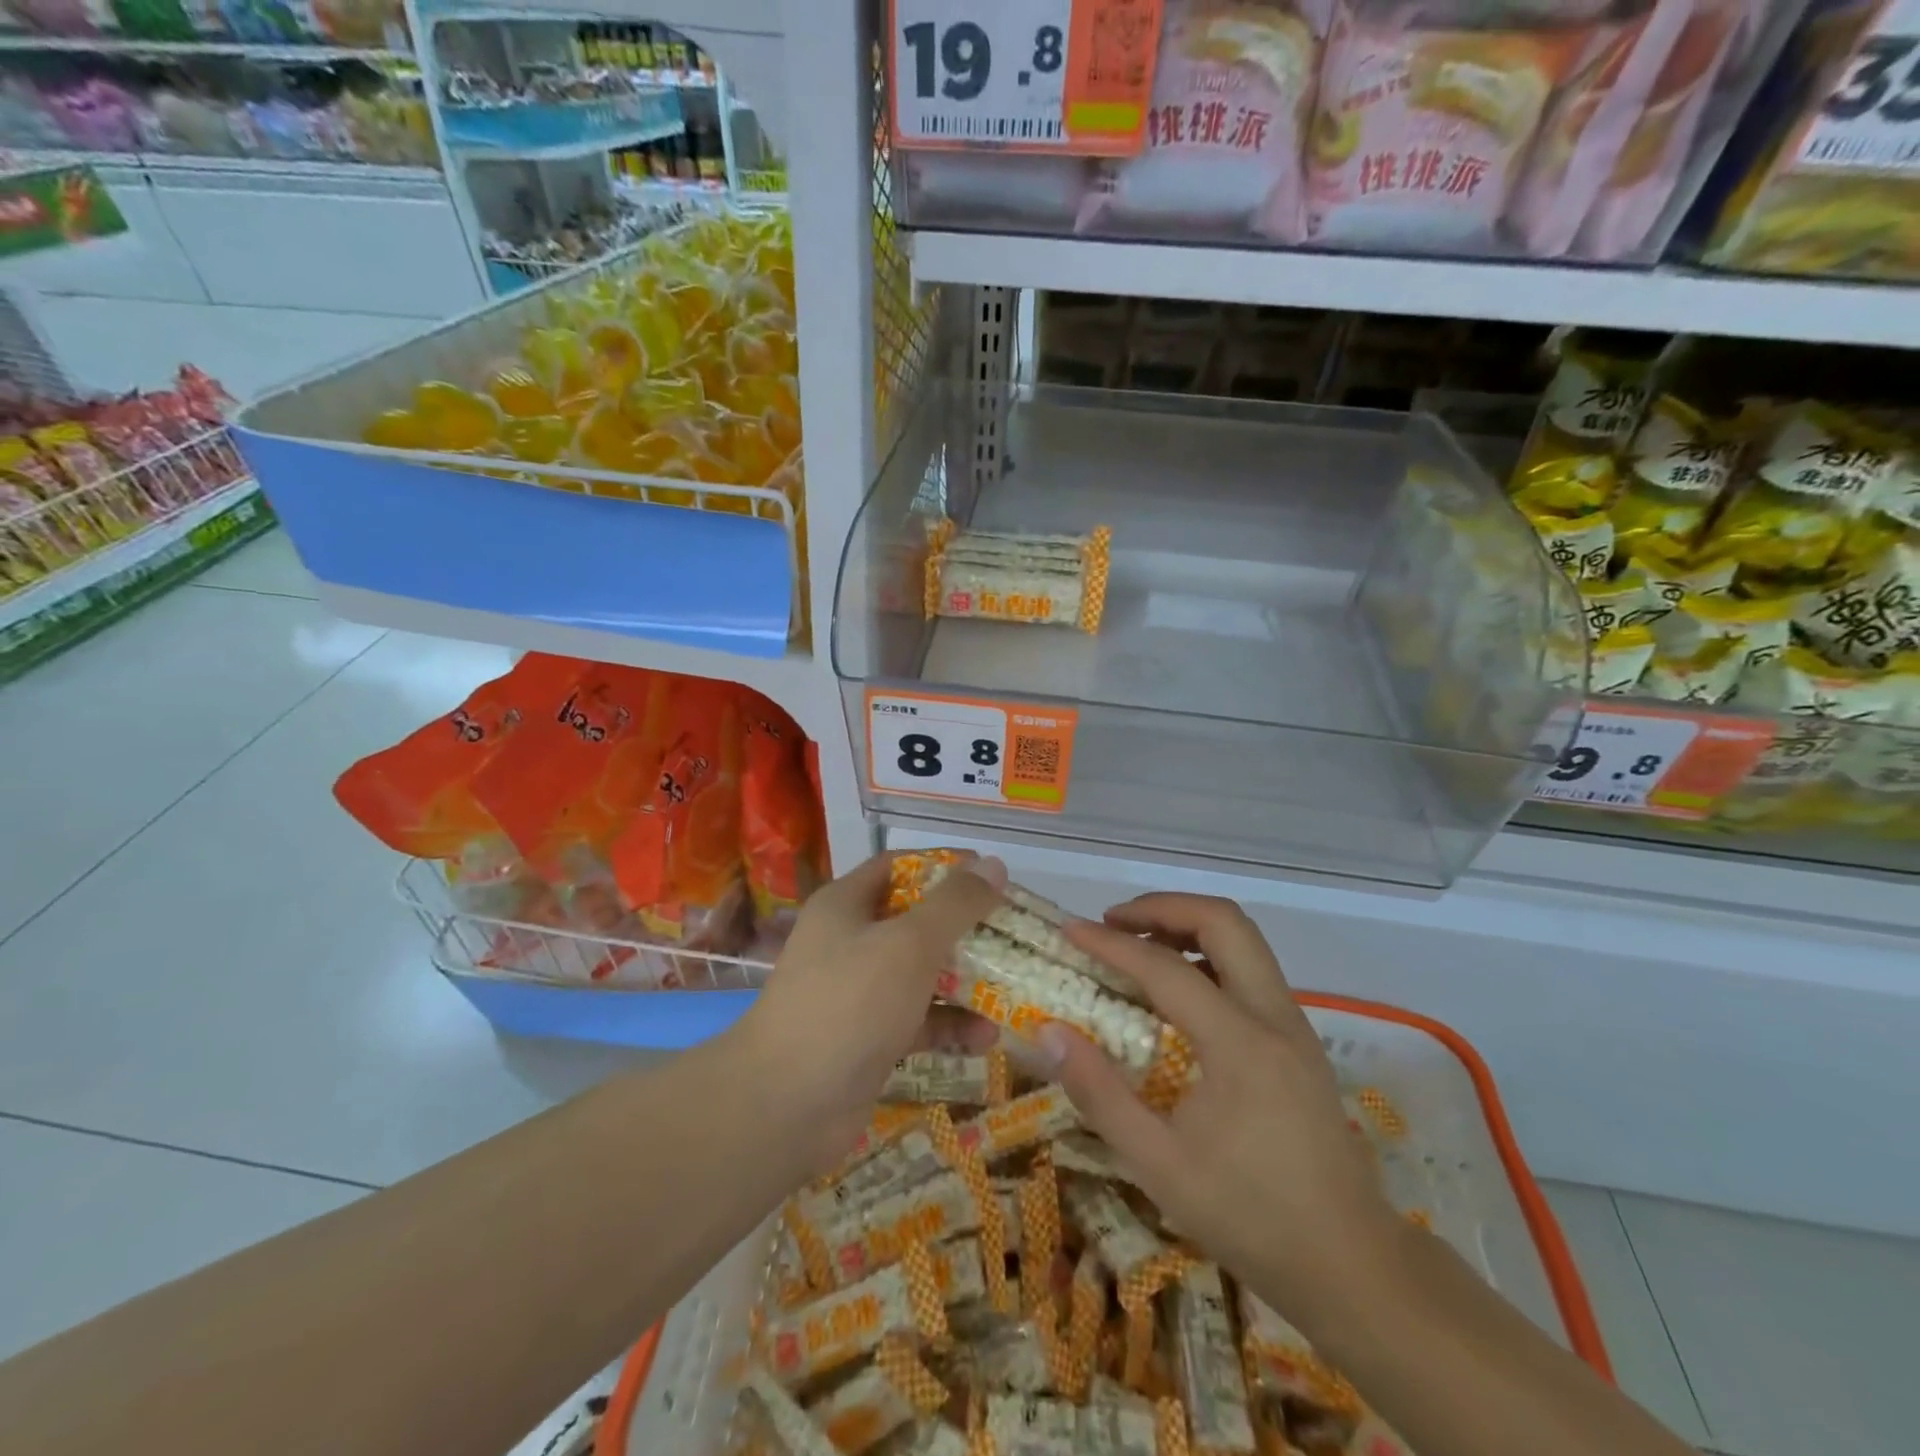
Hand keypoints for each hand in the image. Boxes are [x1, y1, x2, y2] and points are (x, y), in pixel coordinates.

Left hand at [733, 851, 1005, 1171]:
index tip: (991, 877)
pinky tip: (987, 1037)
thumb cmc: (849, 1003)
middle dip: (965, 929)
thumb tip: (994, 864)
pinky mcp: (869, 1038)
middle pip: (916, 921)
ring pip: (921, 974)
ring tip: (1012, 989)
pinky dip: (950, 1025)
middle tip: (1013, 936)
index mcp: (846, 905)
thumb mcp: (909, 944)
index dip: (945, 867)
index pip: (900, 867)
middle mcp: (850, 942)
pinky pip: (918, 1020)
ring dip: (965, 981)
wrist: (787, 1105)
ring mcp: (858, 993)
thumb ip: (955, 904)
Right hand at [1039, 893, 1398, 1317]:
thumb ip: (1100, 1094)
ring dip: (1188, 925)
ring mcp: (1294, 1024)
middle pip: (1224, 921)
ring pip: (1243, 939)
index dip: (1112, 942)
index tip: (1070, 929)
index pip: (1166, 968)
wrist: (1351, 1264)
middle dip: (1163, 907)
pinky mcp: (1299, 1038)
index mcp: (1240, 1044)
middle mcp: (1274, 1017)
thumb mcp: (1159, 1165)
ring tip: (1138, 943)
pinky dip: (1208, 953)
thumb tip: (1050, 1033)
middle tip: (1113, 921)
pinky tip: (1177, 988)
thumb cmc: (1249, 1216)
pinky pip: (1251, 969)